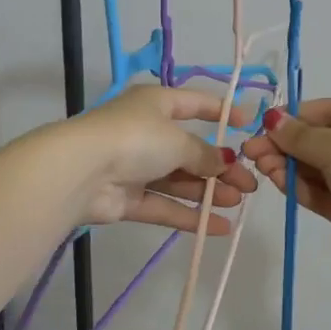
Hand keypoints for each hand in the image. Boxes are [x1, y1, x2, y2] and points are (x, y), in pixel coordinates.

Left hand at [53, 85, 258, 233]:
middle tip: (249, 184)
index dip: (223, 112)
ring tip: (238, 203)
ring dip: (209, 191)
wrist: (81, 172)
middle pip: (190, 150)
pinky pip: (165, 205)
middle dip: (220, 167)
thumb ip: (204, 154)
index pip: (195, 103)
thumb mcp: (178, 140)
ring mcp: (135, 167)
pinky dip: (190, 214)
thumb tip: (224, 162)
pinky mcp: (127, 198)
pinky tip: (220, 226)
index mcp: (156, 104)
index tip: (249, 125)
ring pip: (179, 180)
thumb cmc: (135, 139)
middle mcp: (146, 132)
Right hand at [241, 99, 330, 278]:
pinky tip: (278, 182)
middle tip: (252, 153)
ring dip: (290, 166)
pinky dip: (301, 187)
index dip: (294, 117)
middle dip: (286, 145)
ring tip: (262, 169)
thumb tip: (273, 120)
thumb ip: (301, 136)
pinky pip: (323, 192)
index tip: (262, 126)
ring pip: (319, 168)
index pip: (328, 111)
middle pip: (320, 140)